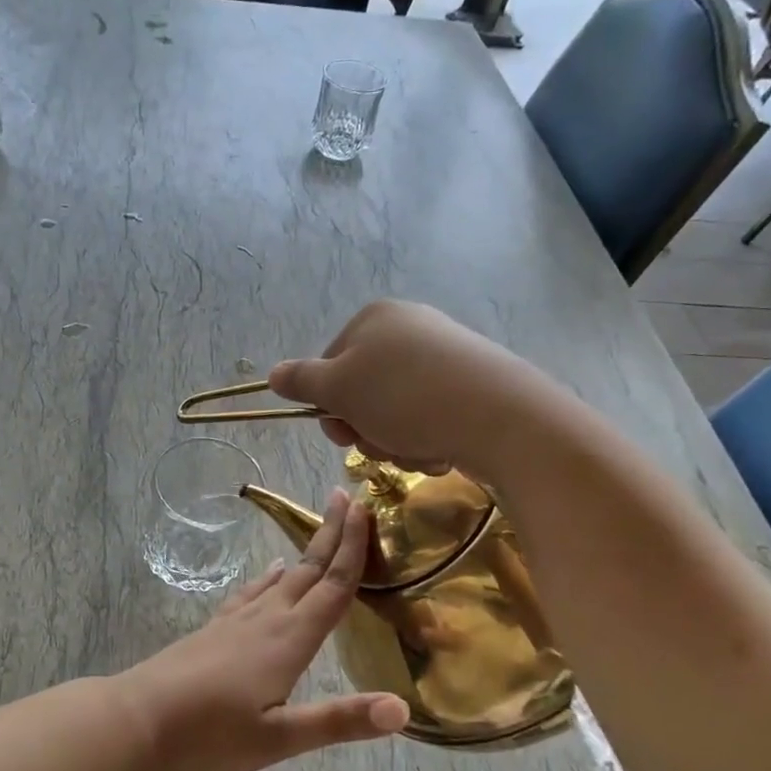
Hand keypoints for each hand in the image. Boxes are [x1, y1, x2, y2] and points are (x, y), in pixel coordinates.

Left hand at [114, 489, 409, 770]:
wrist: (135, 720)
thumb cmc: (209, 735)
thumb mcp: (279, 738)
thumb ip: (339, 721)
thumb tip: (402, 707)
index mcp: (289, 640)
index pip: (332, 586)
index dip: (353, 548)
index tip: (364, 508)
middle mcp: (266, 620)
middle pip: (308, 570)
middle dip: (332, 534)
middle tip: (348, 498)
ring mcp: (236, 622)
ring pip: (281, 578)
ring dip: (305, 552)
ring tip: (321, 530)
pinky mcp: (214, 630)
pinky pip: (251, 592)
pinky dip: (268, 578)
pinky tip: (270, 574)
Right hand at [267, 301, 536, 477]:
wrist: (498, 415)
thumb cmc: (404, 397)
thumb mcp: (340, 389)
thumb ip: (302, 381)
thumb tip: (272, 374)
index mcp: (374, 319)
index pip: (330, 366)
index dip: (330, 406)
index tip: (342, 433)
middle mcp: (409, 329)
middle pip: (363, 392)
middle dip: (366, 429)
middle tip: (381, 445)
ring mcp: (444, 356)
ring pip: (395, 412)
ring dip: (395, 442)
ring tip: (416, 450)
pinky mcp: (472, 384)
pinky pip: (431, 417)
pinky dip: (427, 440)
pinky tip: (440, 450)